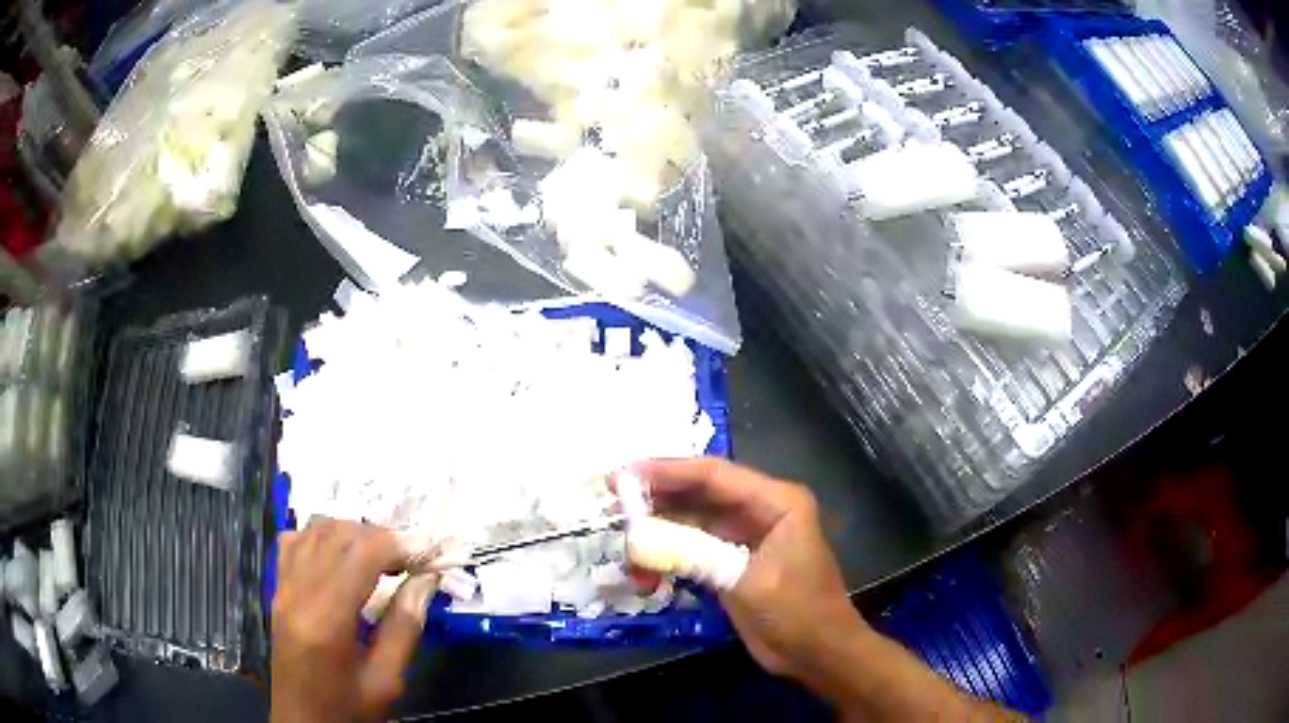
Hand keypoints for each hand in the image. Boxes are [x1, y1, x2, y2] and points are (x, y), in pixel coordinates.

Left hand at [271, 518, 435, 722]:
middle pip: (337, 534)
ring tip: (378, 558)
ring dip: (350, 532)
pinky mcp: (277, 592)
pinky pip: (293, 543)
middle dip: (378, 536)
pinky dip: (319, 537)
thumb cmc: (348, 710)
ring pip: (313, 530)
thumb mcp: (386, 682)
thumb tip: (425, 581)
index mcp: (327, 619)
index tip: (426, 554)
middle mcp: (299, 592)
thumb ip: (404, 628)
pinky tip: (339, 558)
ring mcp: (283, 589)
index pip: (361, 553)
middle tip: (408, 559)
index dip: (397, 544)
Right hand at [634, 458, 864, 678]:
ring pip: (692, 523)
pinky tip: (646, 574)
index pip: (714, 474)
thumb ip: (697, 554)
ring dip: (659, 535)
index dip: (667, 471)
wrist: (818, 653)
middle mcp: (760, 511)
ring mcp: (745, 538)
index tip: (624, 476)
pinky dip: (669, 558)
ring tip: (626, 551)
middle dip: (657, 502)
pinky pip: (694, 550)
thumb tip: (641, 537)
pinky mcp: (733, 563)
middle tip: (613, 507)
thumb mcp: (748, 581)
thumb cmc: (797, 611)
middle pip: (699, 495)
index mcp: (776, 501)